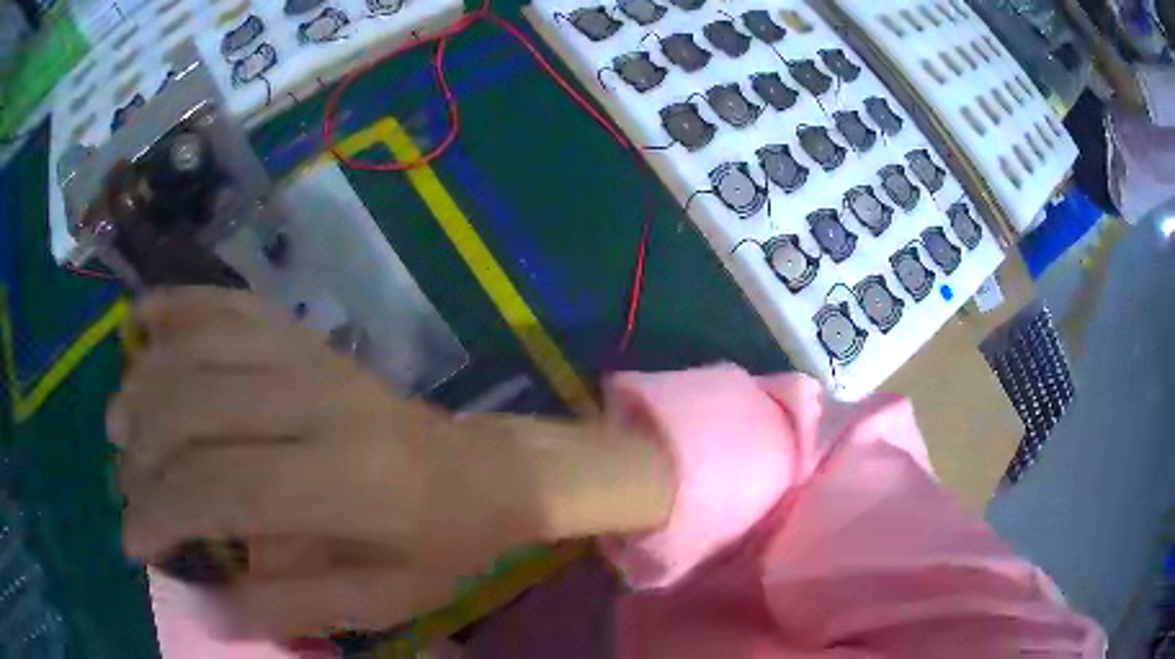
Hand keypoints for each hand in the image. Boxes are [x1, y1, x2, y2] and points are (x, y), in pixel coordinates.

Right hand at [111, 288, 673, 638]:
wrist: (485, 469)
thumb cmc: (439, 544)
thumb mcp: (379, 600)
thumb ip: (288, 605)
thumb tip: (202, 608)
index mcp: (344, 480)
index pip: (219, 487)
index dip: (159, 513)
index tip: (131, 543)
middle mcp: (317, 401)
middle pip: (195, 407)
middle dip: (143, 450)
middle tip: (125, 486)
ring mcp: (312, 355)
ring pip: (202, 346)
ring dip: (145, 381)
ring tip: (119, 421)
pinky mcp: (308, 336)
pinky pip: (231, 304)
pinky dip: (180, 305)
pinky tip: (144, 321)